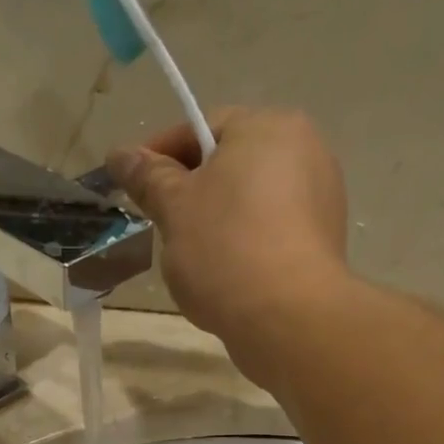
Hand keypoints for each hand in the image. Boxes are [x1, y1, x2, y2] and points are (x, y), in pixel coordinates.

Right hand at [109, 107, 350, 380]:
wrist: (286, 317)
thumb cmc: (224, 249)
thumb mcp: (174, 208)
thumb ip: (148, 177)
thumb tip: (120, 155)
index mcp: (267, 126)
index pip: (202, 128)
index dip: (160, 155)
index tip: (132, 186)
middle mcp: (305, 149)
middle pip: (230, 164)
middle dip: (191, 191)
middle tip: (160, 225)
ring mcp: (321, 196)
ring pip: (250, 200)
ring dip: (217, 220)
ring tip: (192, 258)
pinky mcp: (324, 240)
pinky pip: (271, 231)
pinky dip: (244, 244)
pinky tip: (226, 275)